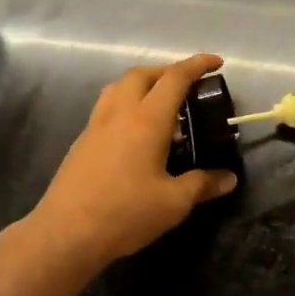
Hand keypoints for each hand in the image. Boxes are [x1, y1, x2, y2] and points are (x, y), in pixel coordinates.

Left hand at [26, 53, 237, 269]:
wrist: (65, 233)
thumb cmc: (125, 213)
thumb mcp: (173, 203)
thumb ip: (202, 185)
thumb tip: (229, 178)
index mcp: (147, 120)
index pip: (175, 78)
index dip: (197, 65)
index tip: (216, 62)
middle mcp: (120, 113)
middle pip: (143, 74)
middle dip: (167, 71)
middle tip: (187, 86)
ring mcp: (96, 125)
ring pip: (119, 87)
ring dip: (142, 84)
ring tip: (160, 105)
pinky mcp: (82, 141)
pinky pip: (107, 107)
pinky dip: (126, 104)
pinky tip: (135, 133)